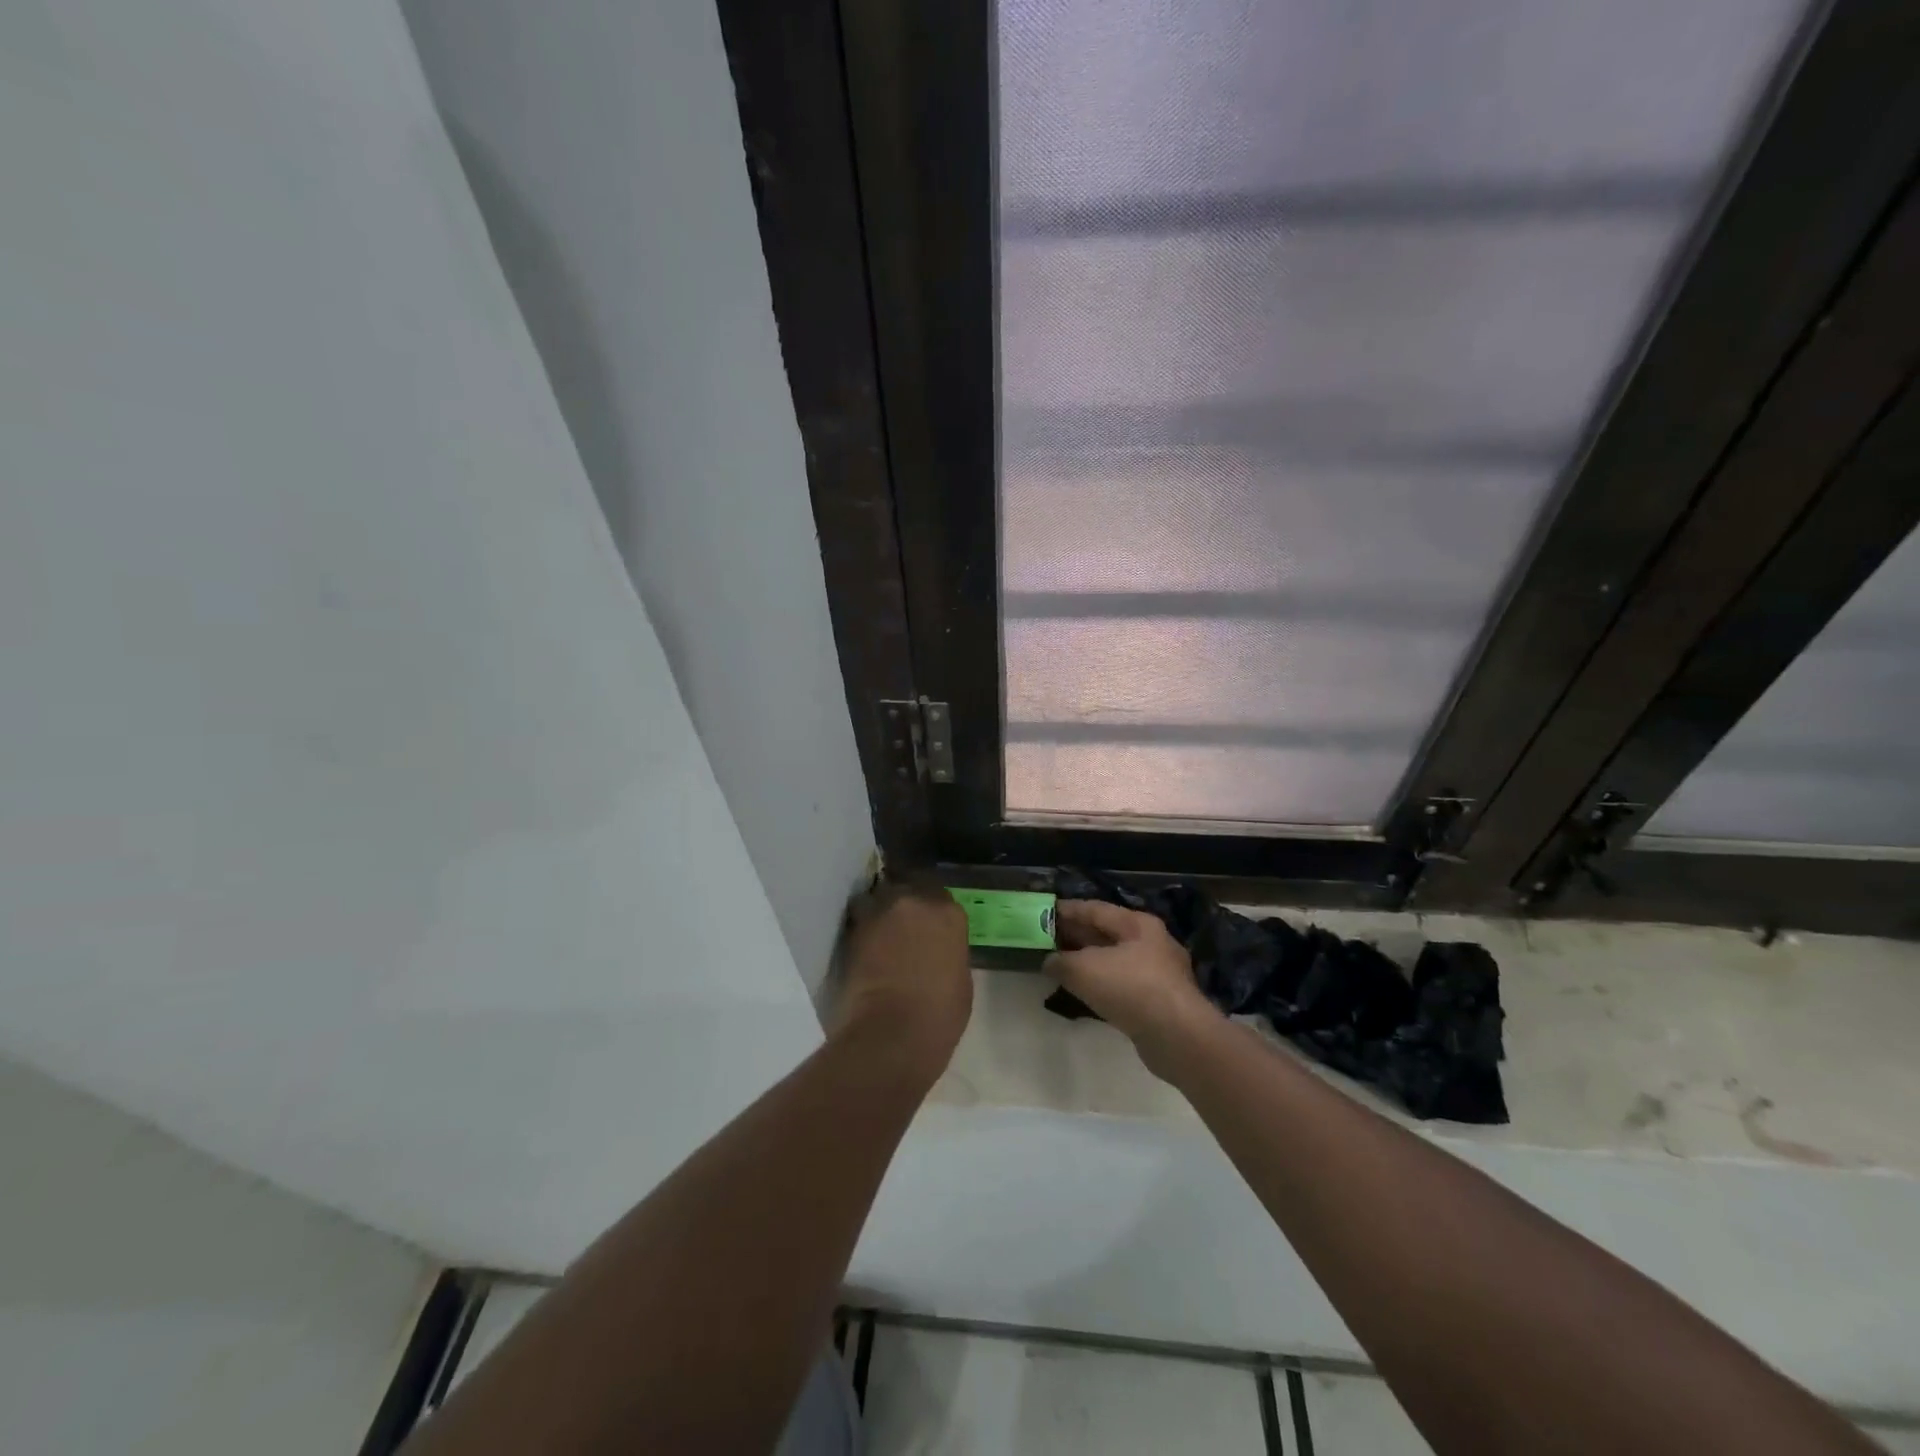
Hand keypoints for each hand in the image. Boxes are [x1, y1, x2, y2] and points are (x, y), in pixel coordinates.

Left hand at [832, 881, 972, 1079]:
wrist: (892, 1033)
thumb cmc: (939, 1015)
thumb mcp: (960, 979)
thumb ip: (947, 951)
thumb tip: (935, 949)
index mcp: (948, 912)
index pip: (940, 894)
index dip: (933, 908)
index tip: (930, 924)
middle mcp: (914, 900)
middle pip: (907, 886)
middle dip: (905, 901)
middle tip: (903, 925)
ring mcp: (880, 912)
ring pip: (878, 897)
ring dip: (879, 909)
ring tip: (879, 931)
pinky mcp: (853, 929)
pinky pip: (858, 918)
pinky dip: (861, 927)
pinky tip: (864, 945)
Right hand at [1044, 900, 1217, 1061]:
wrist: (1177, 1036)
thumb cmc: (1129, 988)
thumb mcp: (1083, 969)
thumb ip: (1060, 961)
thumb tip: (1049, 962)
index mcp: (1137, 924)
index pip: (1095, 909)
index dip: (1067, 910)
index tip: (1044, 913)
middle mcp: (1151, 942)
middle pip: (1106, 933)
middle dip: (1077, 936)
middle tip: (1047, 939)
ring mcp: (1159, 973)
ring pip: (1115, 960)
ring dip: (1088, 961)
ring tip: (1061, 965)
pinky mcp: (1160, 1001)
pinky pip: (1123, 984)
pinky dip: (1102, 984)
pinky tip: (1085, 992)